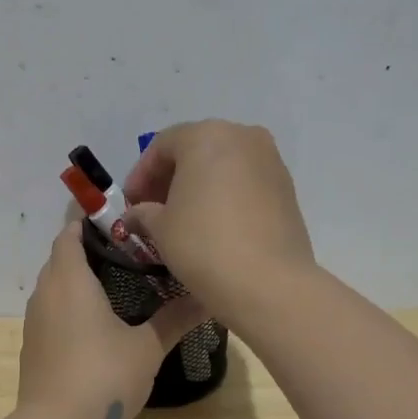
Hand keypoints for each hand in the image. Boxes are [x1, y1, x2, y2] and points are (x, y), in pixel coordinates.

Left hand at [17, 224, 205, 418]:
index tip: (116, 217)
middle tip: (128, 248)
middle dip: (87, 247)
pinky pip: (51, 309)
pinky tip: (97, 318)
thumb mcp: (147, 348)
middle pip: (61, 257)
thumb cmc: (103, 377)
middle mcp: (46, 293)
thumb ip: (175, 319)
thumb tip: (208, 296)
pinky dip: (70, 302)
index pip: (69, 234)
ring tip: (116, 279)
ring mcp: (35, 321)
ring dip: (77, 277)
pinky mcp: (34, 345)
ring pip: (54, 284)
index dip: (87, 220)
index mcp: (69, 280)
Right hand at [123, 120, 315, 317]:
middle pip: (195, 149)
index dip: (140, 174)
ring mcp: (270, 160)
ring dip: (199, 186)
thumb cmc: (203, 244)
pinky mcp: (287, 188)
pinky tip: (214, 224)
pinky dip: (225, 195)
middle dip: (170, 178)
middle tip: (153, 209)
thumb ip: (143, 212)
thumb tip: (136, 215)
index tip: (130, 204)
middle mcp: (242, 136)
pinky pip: (246, 182)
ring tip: (183, 219)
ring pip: (223, 165)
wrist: (269, 282)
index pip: (162, 145)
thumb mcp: (160, 228)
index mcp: (206, 136)